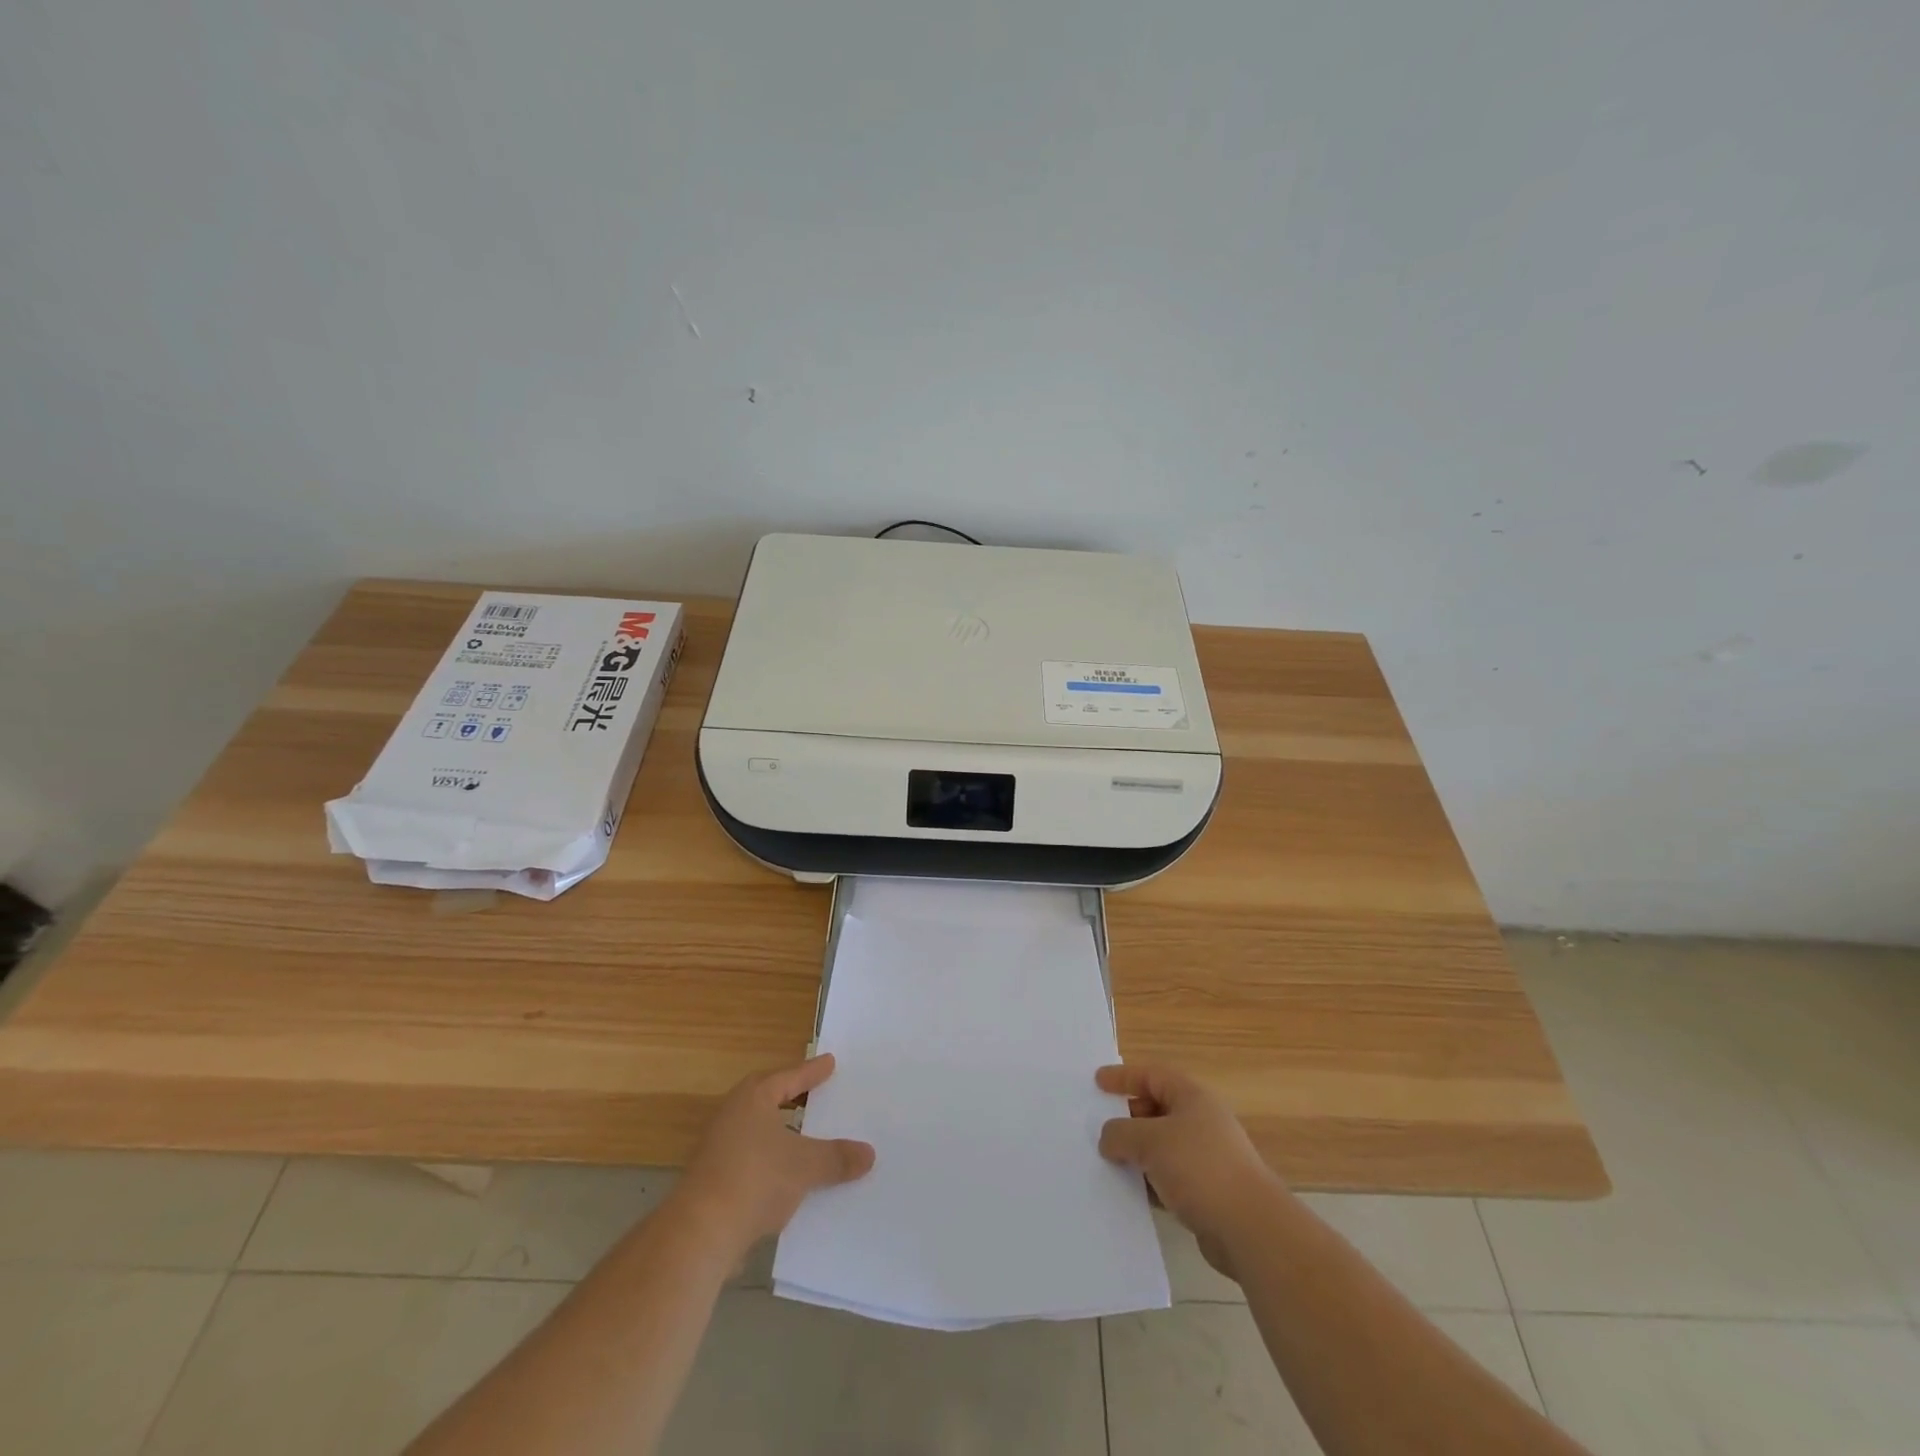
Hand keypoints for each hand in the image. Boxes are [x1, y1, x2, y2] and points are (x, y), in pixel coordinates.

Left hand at [674, 1054, 875, 1259]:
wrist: (699, 1234)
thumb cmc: (755, 1180)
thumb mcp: (805, 1166)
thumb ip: (837, 1157)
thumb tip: (869, 1153)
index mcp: (753, 1098)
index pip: (788, 1077)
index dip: (811, 1072)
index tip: (830, 1062)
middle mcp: (732, 1115)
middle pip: (768, 1099)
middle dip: (793, 1098)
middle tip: (816, 1092)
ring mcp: (718, 1148)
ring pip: (758, 1131)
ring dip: (781, 1133)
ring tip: (807, 1136)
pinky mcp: (713, 1180)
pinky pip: (752, 1159)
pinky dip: (771, 1161)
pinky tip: (788, 1177)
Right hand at [1096, 1063, 1282, 1278]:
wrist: (1250, 1229)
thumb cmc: (1200, 1168)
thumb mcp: (1150, 1141)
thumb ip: (1121, 1133)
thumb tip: (1108, 1138)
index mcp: (1192, 1097)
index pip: (1152, 1075)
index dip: (1123, 1076)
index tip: (1097, 1082)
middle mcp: (1201, 1121)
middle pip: (1156, 1109)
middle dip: (1127, 1117)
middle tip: (1099, 1127)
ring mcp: (1206, 1157)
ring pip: (1161, 1146)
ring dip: (1136, 1153)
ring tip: (1107, 1162)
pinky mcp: (1207, 1191)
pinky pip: (1169, 1177)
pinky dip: (1149, 1180)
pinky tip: (1131, 1193)